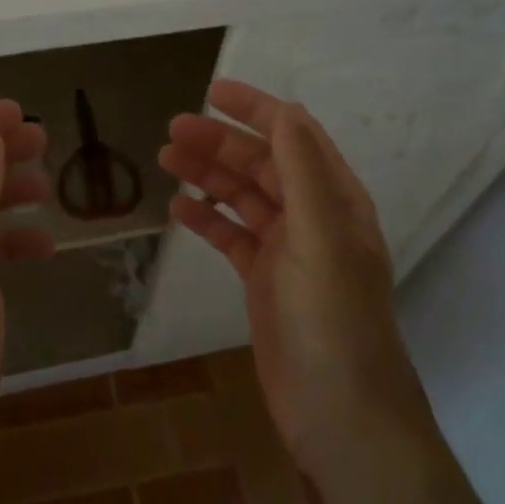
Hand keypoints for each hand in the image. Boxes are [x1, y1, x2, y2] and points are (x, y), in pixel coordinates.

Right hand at [159, 80, 429, 476]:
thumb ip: (303, 172)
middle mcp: (312, 218)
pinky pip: (231, 236)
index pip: (295, 138)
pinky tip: (177, 208)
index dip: (257, 110)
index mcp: (334, 200)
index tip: (213, 91)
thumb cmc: (333, 318)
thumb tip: (286, 110)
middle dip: (220, 143)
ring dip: (207, 175)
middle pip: (261, 165)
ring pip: (242, 198)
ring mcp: (286, 251)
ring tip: (165, 158)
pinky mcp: (263, 281)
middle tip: (172, 130)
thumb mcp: (321, 236)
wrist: (339, 413)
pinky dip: (206, 219)